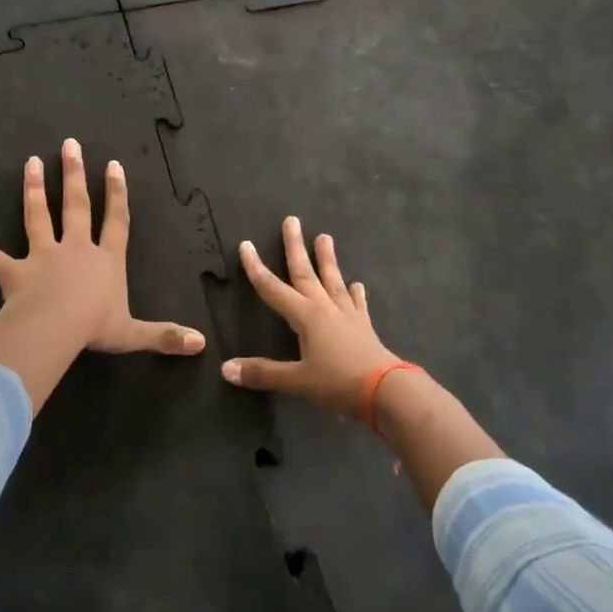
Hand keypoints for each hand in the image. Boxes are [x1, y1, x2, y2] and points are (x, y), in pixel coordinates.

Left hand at [0, 138, 206, 359]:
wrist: (54, 331)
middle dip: (73, 175)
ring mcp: (42, 257)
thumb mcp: (134, 334)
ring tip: (29, 163)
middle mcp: (75, 249)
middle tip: (69, 145)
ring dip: (32, 190)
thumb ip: (165, 336)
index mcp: (105, 260)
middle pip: (75, 206)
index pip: (115, 221)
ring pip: (37, 217)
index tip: (113, 165)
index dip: (117, 194)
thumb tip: (201, 344)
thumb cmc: (95, 327)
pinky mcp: (14, 273)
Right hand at [222, 216, 399, 417]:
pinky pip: (356, 304)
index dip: (256, 268)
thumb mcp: (297, 381)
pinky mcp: (364, 327)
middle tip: (292, 220)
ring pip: (332, 281)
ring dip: (327, 259)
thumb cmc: (338, 383)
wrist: (387, 391)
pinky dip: (355, 293)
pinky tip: (356, 284)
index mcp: (305, 317)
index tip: (246, 244)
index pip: (273, 288)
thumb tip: (225, 368)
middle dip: (295, 247)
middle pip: (305, 273)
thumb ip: (262, 373)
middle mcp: (325, 308)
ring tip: (325, 237)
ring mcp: (347, 315)